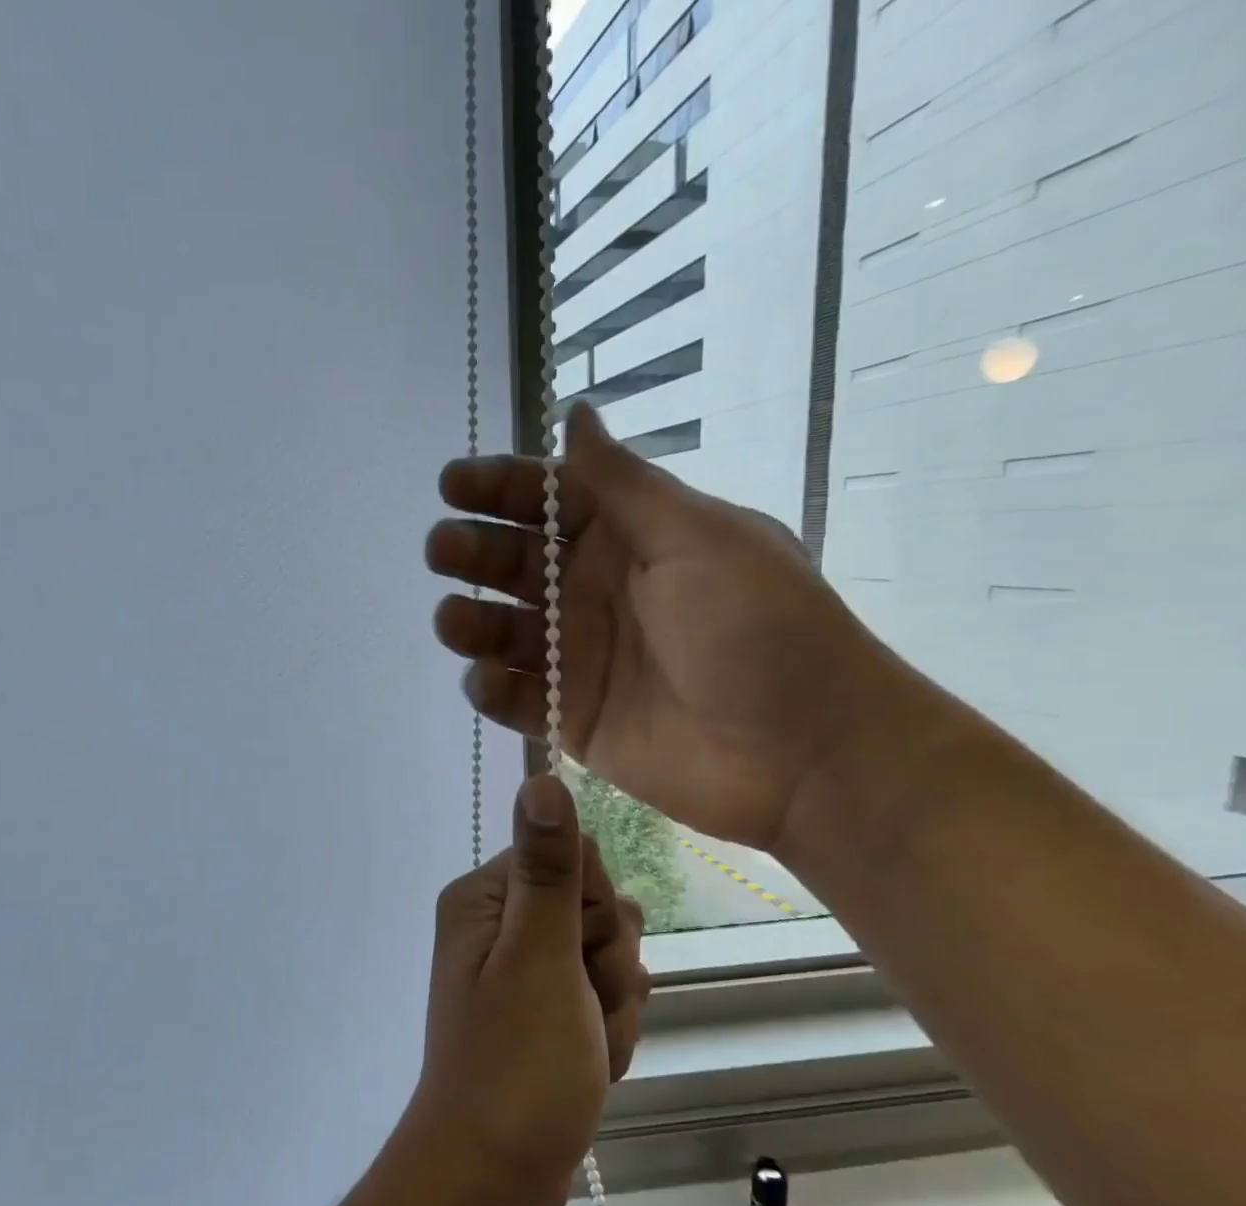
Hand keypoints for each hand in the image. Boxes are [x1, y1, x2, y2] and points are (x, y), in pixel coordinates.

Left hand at [406, 775, 648, 1205]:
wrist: (495, 1177)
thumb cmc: (516, 1063)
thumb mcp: (539, 957)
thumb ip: (548, 868)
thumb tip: (541, 776)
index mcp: (486, 898)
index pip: (574, 858)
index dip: (596, 909)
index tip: (582, 954)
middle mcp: (501, 924)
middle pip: (598, 911)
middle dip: (609, 968)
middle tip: (581, 1011)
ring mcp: (525, 971)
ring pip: (611, 960)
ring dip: (613, 1009)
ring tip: (584, 1049)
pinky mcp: (547, 1011)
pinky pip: (604, 1000)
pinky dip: (608, 1036)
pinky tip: (588, 1067)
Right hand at [427, 401, 906, 850]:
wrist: (802, 751)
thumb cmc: (757, 627)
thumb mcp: (696, 538)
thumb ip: (623, 485)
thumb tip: (576, 415)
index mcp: (630, 539)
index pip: (549, 500)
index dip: (499, 488)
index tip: (452, 486)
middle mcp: (596, 594)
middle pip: (515, 565)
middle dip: (473, 552)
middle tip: (444, 550)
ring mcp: (582, 659)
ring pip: (504, 632)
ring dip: (471, 622)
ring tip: (454, 621)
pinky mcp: (574, 719)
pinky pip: (517, 699)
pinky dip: (493, 689)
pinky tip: (486, 680)